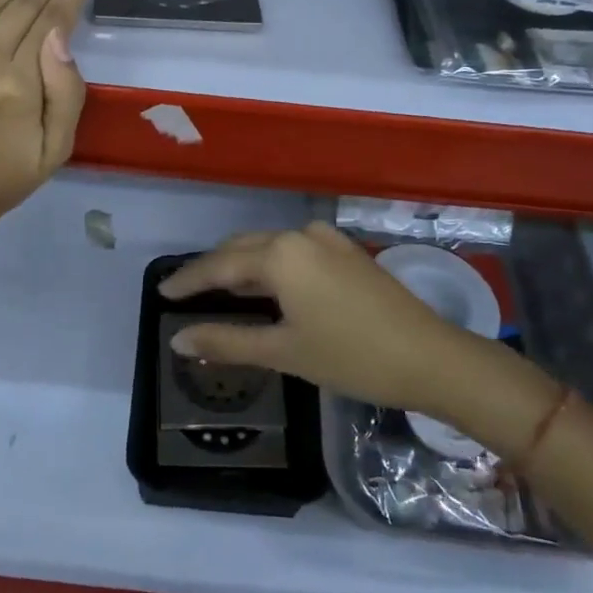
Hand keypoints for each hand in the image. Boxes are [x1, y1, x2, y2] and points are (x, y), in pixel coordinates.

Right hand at [158, 222, 480, 414]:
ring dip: (242, 267)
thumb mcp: (284, 351)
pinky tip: (267, 288)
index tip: (162, 293)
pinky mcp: (346, 251)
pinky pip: (293, 252)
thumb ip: (226, 341)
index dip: (187, 281)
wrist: (431, 357)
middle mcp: (299, 235)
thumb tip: (178, 340)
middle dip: (212, 270)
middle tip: (186, 294)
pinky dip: (271, 267)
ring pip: (269, 248)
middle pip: (242, 249)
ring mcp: (326, 240)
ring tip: (220, 291)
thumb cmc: (351, 356)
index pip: (218, 265)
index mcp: (279, 254)